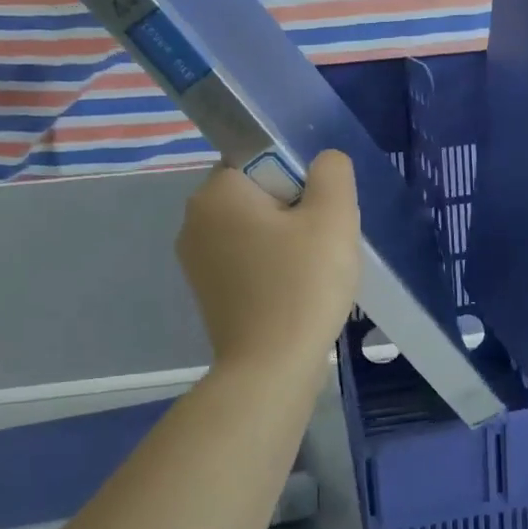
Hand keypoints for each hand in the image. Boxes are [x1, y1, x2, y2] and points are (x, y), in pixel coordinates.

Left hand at [176, 150, 361, 374]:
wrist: (271, 369)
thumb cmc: (302, 285)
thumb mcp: (333, 216)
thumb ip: (332, 172)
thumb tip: (323, 163)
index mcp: (216, 193)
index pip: (262, 159)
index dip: (299, 180)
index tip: (318, 214)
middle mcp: (194, 220)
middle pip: (258, 194)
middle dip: (295, 211)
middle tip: (322, 243)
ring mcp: (196, 260)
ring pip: (255, 229)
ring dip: (286, 241)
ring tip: (312, 271)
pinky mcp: (207, 291)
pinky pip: (247, 260)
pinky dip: (272, 268)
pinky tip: (294, 292)